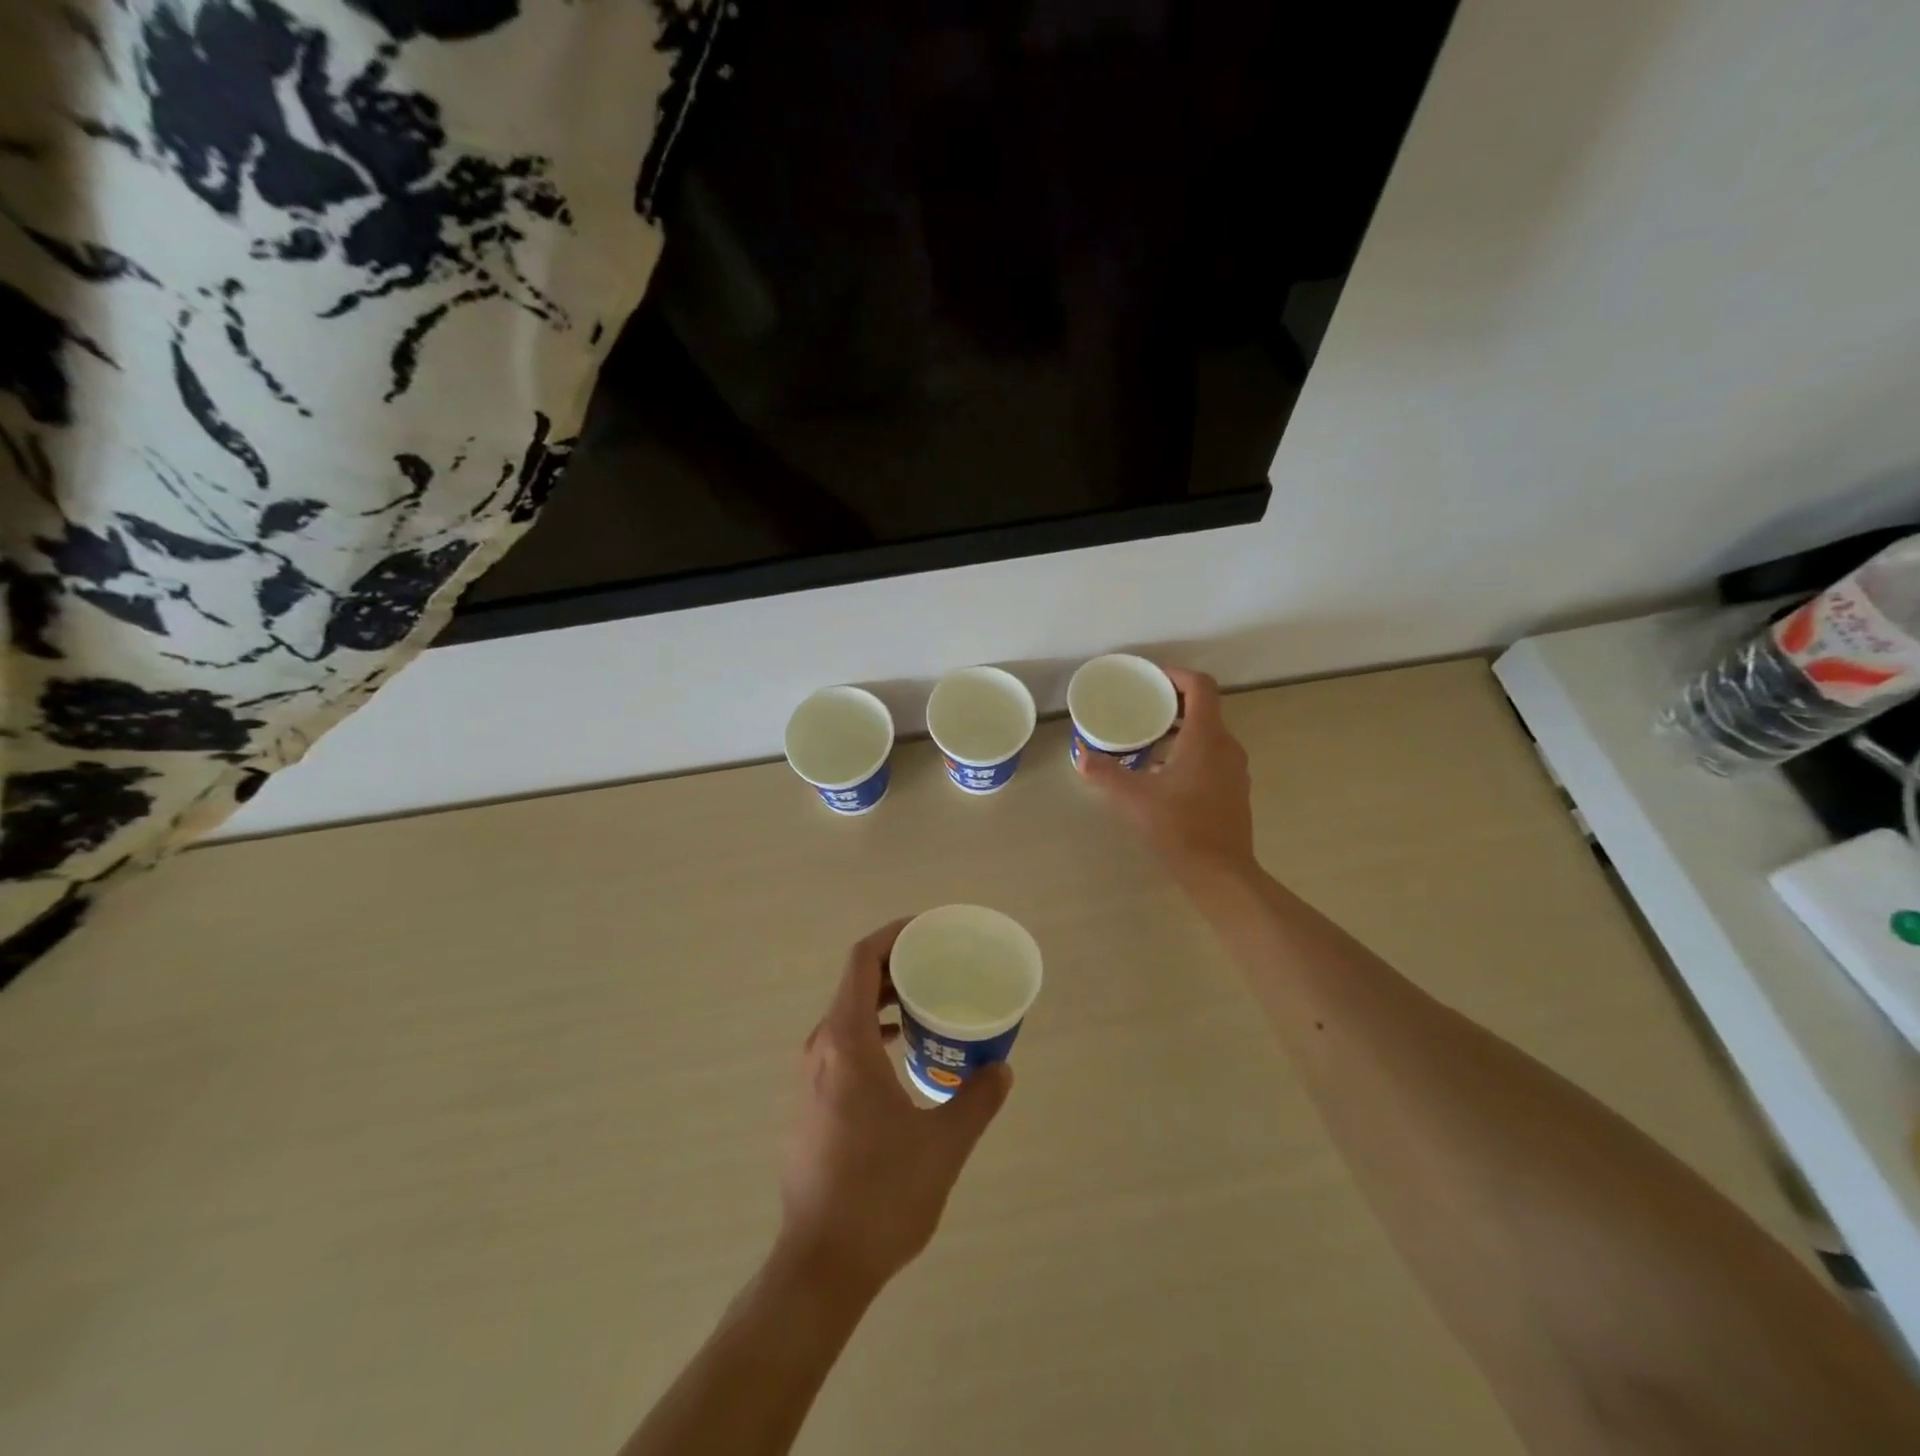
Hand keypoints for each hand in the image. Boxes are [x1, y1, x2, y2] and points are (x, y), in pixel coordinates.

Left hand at [778, 922, 1012, 1293]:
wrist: (820, 1265)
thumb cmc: (881, 1194)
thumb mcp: (943, 1144)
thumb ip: (976, 1099)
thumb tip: (1002, 1068)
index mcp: (846, 1042)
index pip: (862, 960)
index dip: (894, 935)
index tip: (930, 931)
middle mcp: (821, 1048)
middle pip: (855, 983)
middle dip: (898, 966)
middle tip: (941, 967)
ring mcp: (810, 1077)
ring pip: (848, 1015)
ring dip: (886, 1002)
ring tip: (929, 1007)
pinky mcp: (810, 1103)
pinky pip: (843, 1045)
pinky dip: (874, 1033)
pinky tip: (904, 1056)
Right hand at [1077, 667, 1255, 882]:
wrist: (1220, 872)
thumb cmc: (1179, 826)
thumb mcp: (1134, 797)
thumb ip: (1106, 773)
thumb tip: (1082, 756)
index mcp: (1206, 737)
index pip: (1200, 687)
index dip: (1176, 675)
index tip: (1151, 679)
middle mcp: (1227, 746)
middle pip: (1204, 709)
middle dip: (1172, 704)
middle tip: (1140, 709)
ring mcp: (1234, 770)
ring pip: (1208, 735)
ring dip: (1179, 732)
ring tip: (1146, 742)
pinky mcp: (1234, 791)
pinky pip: (1212, 758)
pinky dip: (1189, 753)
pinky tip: (1163, 775)